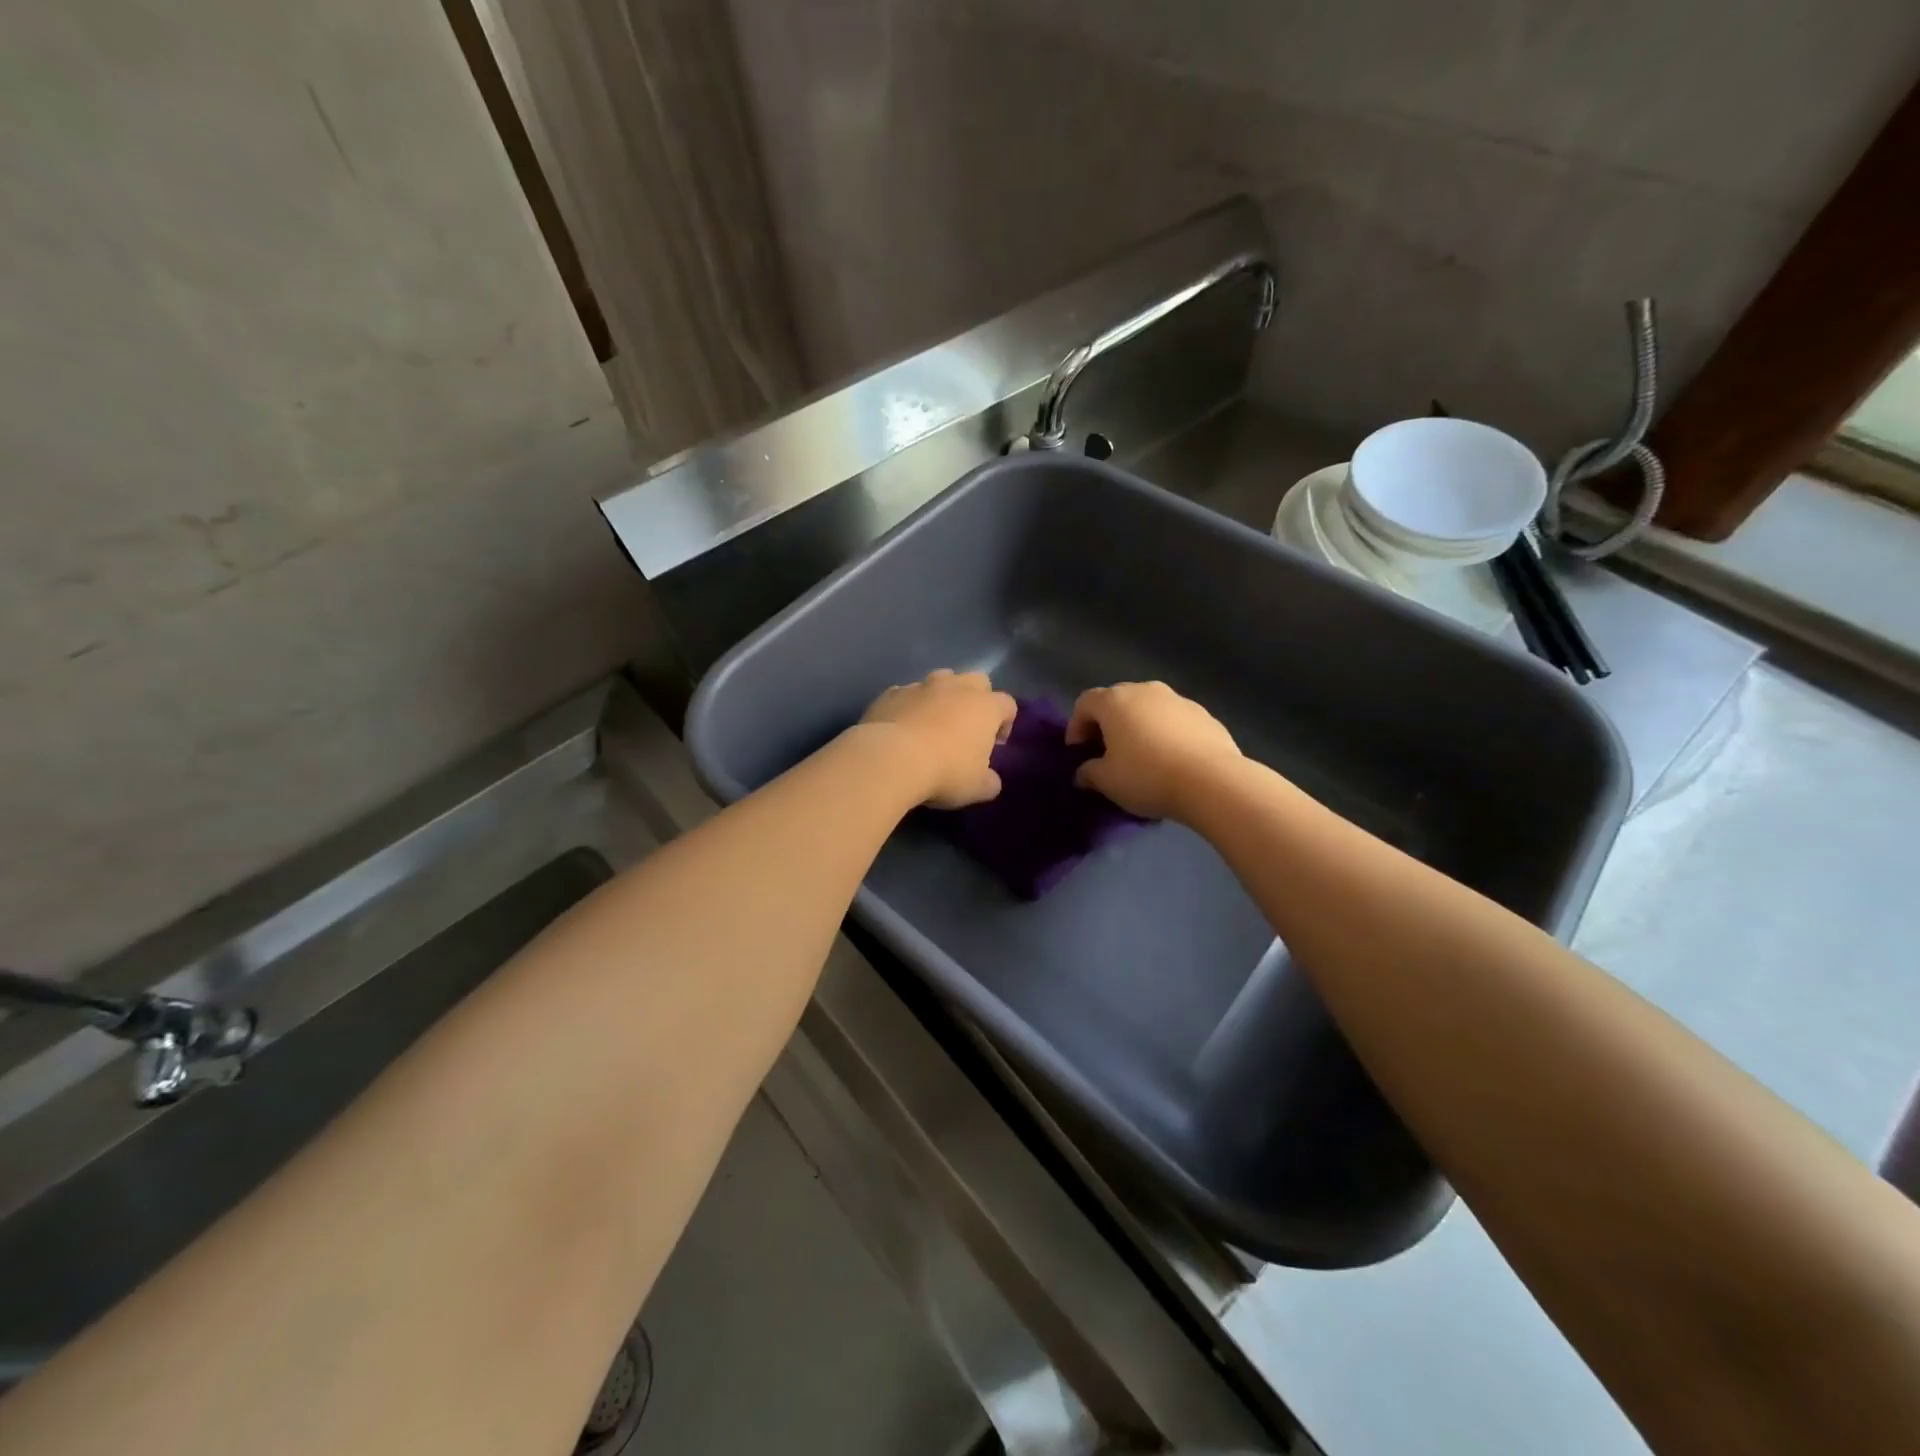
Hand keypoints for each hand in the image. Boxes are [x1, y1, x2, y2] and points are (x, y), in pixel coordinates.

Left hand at [859, 670, 1017, 808]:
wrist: (890, 759)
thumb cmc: (945, 772)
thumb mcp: (977, 788)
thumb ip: (990, 781)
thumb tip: (989, 780)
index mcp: (985, 706)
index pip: (1007, 704)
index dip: (1005, 723)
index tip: (995, 745)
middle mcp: (956, 687)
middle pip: (977, 681)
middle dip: (976, 699)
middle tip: (967, 728)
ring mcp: (921, 686)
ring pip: (940, 680)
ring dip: (942, 697)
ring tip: (933, 723)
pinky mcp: (891, 693)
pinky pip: (907, 694)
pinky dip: (910, 706)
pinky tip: (902, 728)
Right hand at [1066, 681, 1241, 820]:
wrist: (1212, 781)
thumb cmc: (1147, 776)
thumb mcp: (1107, 781)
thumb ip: (1089, 773)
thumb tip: (1084, 773)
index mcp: (1115, 701)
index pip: (1085, 703)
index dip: (1076, 726)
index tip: (1078, 752)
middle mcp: (1146, 690)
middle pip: (1117, 701)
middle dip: (1107, 724)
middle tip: (1106, 752)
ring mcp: (1179, 700)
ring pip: (1148, 709)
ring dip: (1138, 727)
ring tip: (1141, 757)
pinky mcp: (1205, 715)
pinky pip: (1174, 721)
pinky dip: (1165, 734)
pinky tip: (1170, 761)